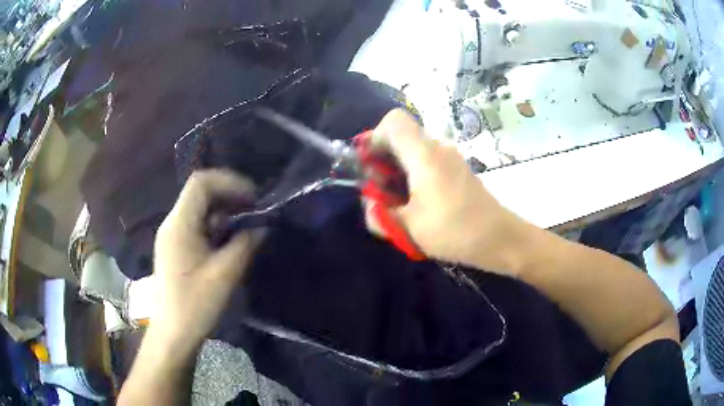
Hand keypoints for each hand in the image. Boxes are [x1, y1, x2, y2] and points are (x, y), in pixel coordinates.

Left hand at [151, 170, 263, 347]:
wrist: (173, 333)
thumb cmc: (195, 305)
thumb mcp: (225, 274)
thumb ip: (246, 244)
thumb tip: (263, 227)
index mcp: (180, 224)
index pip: (201, 182)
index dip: (230, 182)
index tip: (254, 198)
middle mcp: (173, 223)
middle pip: (200, 193)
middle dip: (230, 196)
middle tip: (255, 211)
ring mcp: (173, 236)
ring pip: (199, 209)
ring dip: (224, 212)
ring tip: (247, 226)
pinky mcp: (176, 248)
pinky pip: (197, 226)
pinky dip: (216, 226)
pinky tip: (230, 241)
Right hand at [365, 109, 523, 273]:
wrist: (500, 238)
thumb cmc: (454, 230)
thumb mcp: (408, 228)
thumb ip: (379, 214)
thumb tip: (371, 203)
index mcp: (424, 155)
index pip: (393, 121)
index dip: (374, 137)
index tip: (370, 166)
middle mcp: (438, 148)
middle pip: (401, 136)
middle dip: (383, 159)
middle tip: (382, 192)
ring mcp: (450, 158)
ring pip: (413, 151)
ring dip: (398, 171)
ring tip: (399, 203)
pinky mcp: (457, 170)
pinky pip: (427, 162)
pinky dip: (414, 176)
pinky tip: (418, 203)